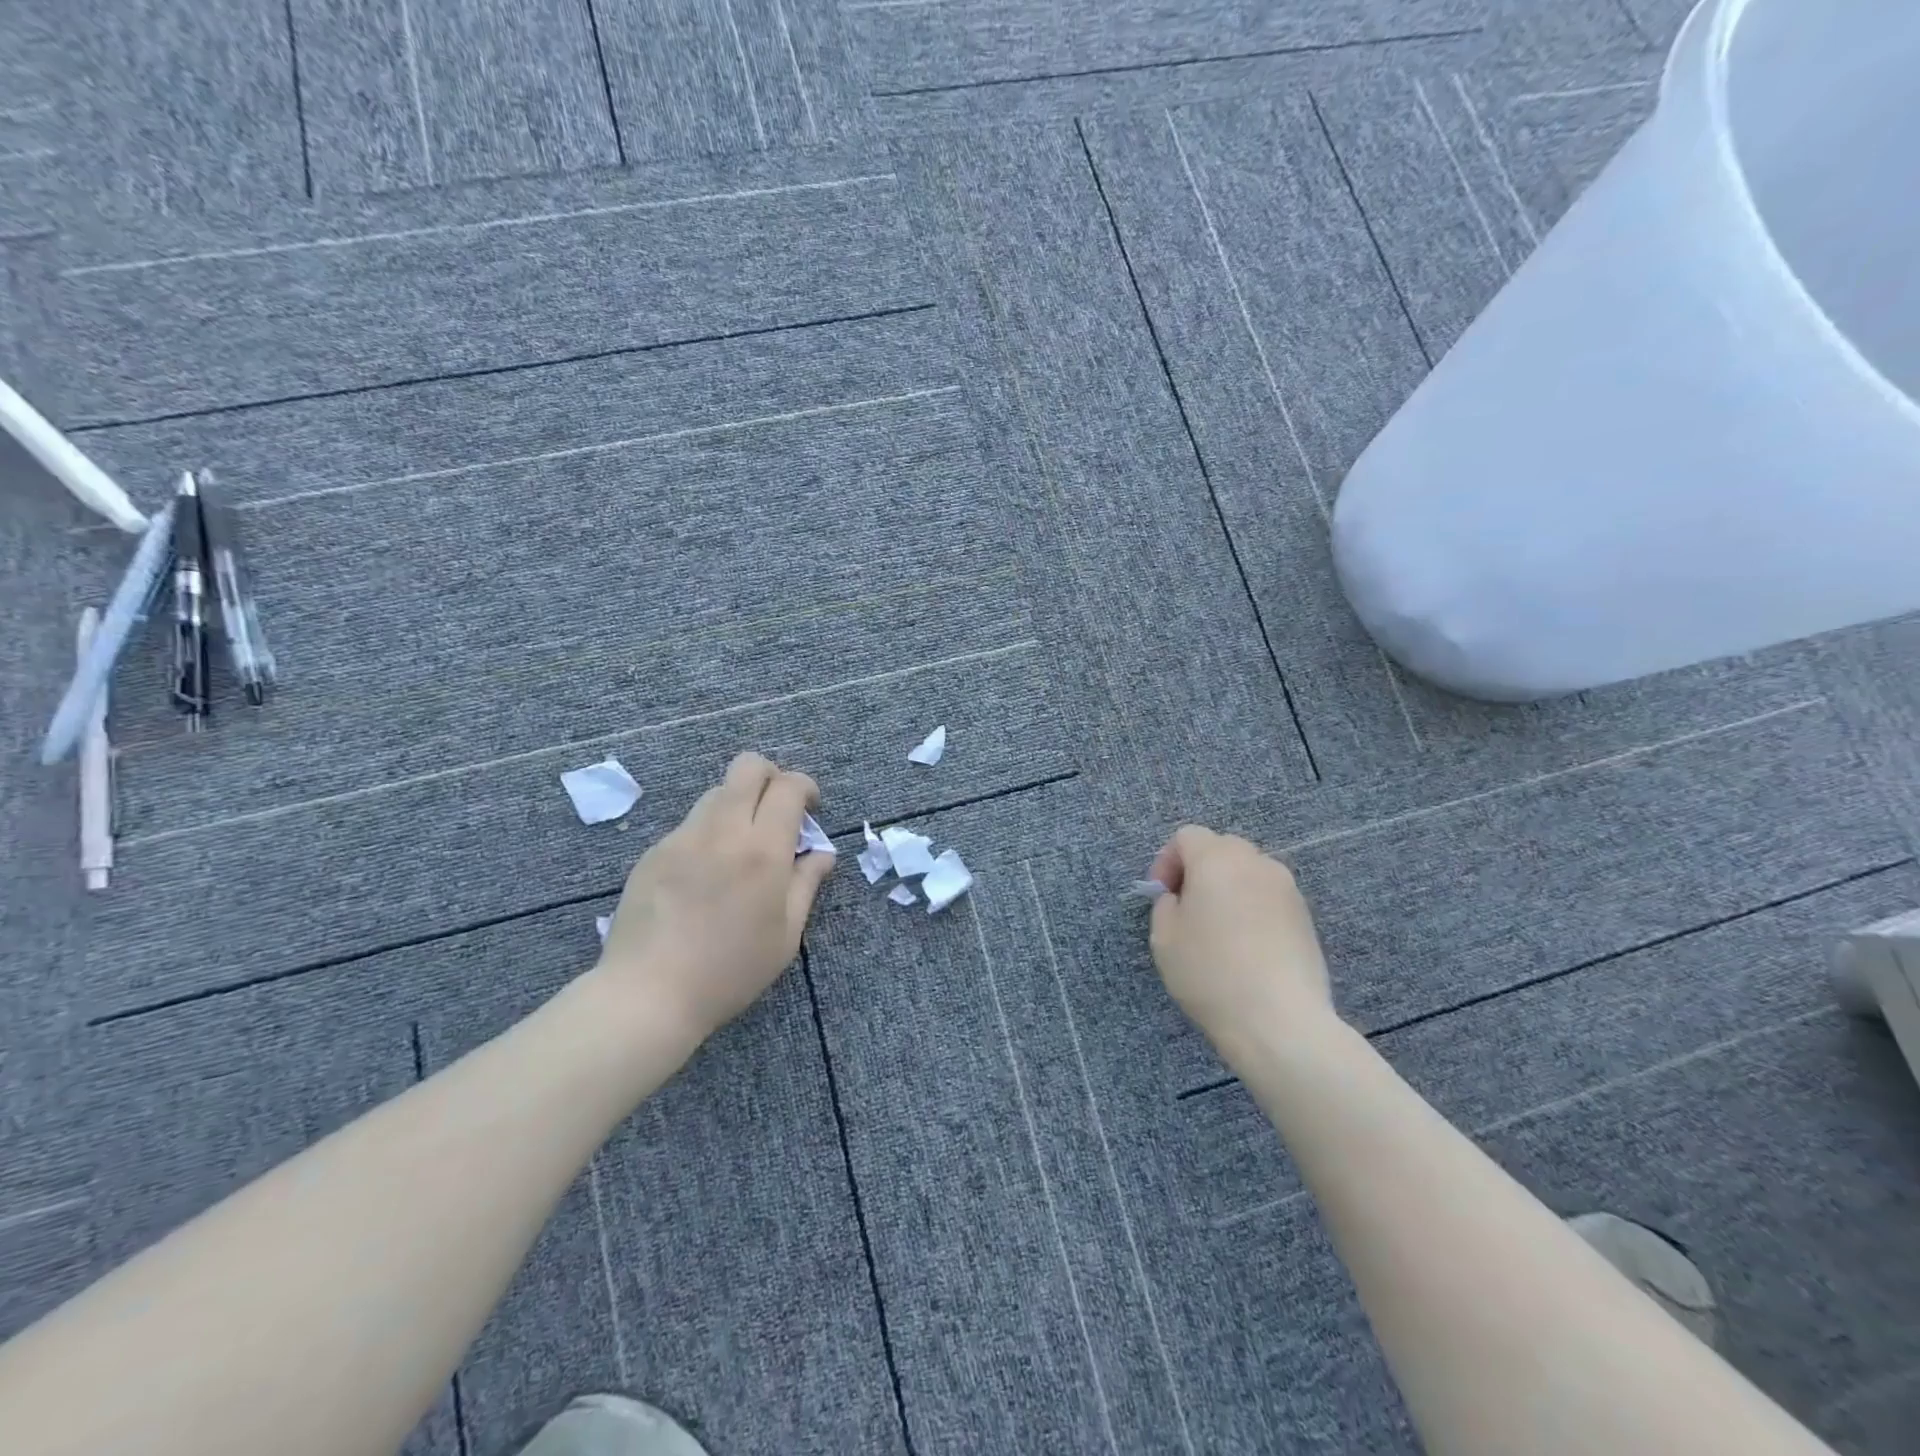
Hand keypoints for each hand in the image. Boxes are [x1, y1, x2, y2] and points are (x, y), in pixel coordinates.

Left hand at [596, 752, 835, 1047]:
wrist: (649, 994)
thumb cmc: (730, 971)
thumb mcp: (785, 935)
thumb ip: (806, 884)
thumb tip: (822, 853)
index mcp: (762, 851)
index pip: (788, 786)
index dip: (805, 787)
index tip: (810, 808)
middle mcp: (723, 831)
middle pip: (748, 767)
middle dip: (771, 775)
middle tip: (777, 809)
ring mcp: (683, 837)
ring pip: (717, 792)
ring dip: (739, 805)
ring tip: (741, 847)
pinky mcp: (654, 851)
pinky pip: (691, 825)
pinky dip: (709, 834)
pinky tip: (704, 876)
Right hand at [1146, 826, 1337, 1069]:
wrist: (1280, 1021)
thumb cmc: (1211, 974)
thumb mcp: (1164, 938)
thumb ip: (1166, 905)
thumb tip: (1180, 897)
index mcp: (1216, 859)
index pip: (1187, 836)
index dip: (1167, 861)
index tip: (1162, 896)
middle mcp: (1256, 862)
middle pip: (1221, 847)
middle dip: (1199, 869)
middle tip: (1187, 908)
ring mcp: (1286, 888)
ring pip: (1248, 871)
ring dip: (1228, 887)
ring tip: (1218, 929)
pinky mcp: (1305, 916)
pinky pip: (1268, 896)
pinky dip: (1252, 907)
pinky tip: (1246, 945)